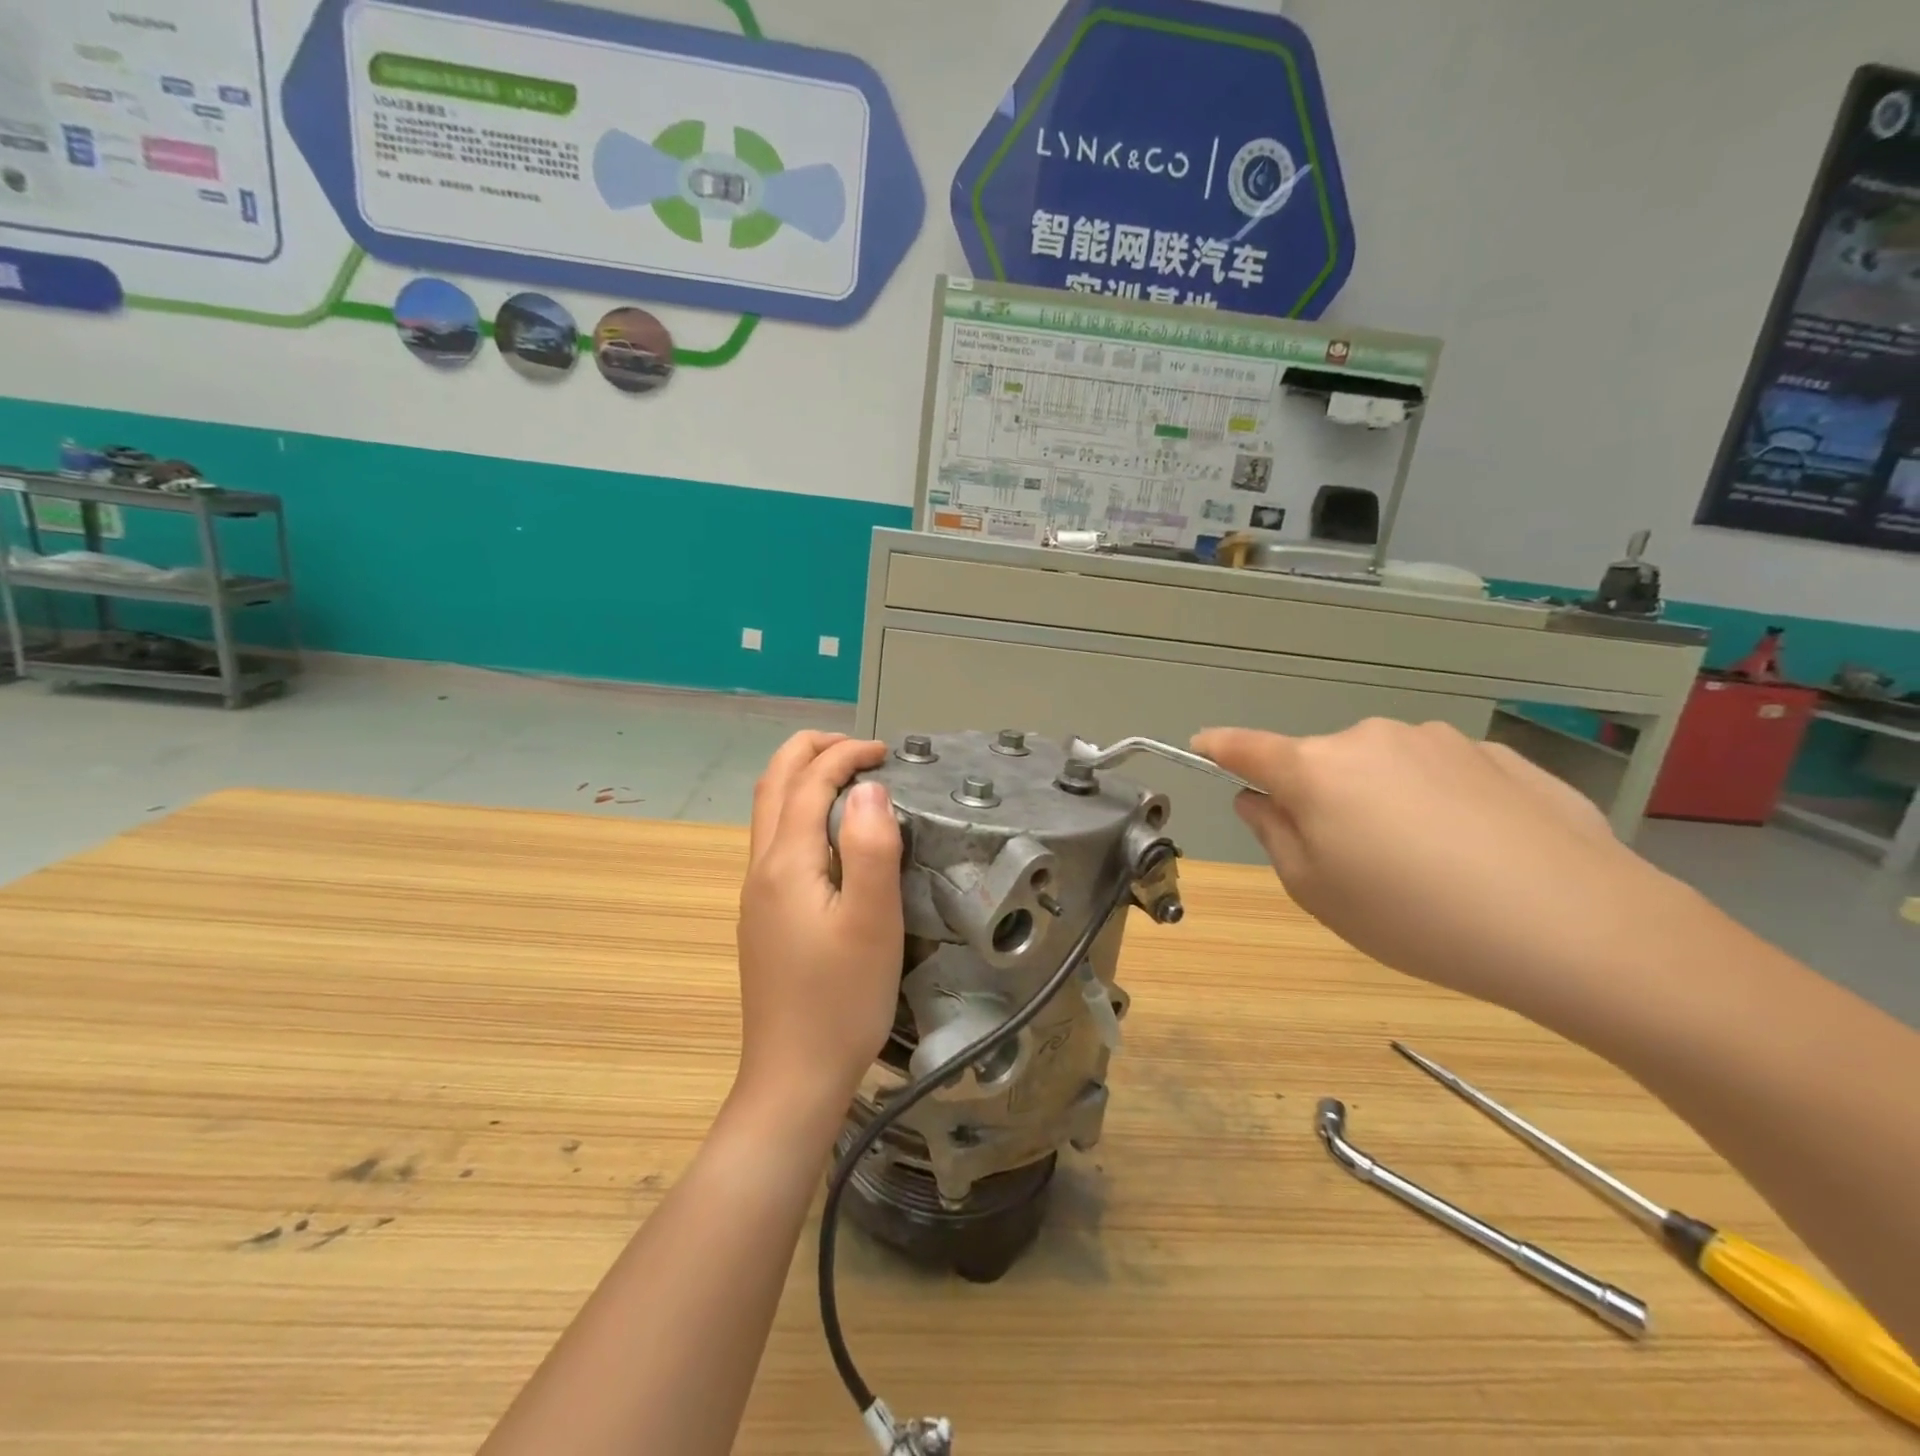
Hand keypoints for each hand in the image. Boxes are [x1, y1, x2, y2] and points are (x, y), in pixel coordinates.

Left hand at [734, 732, 903, 1128]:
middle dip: (811, 751)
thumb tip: (870, 788)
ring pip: (768, 812)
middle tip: (858, 749)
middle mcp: (761, 869)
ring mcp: (757, 895)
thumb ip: (873, 848)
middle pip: (773, 784)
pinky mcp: (764, 917)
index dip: (846, 755)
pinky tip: (832, 836)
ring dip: (802, 778)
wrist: (794, 1076)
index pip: (809, 782)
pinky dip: (800, 811)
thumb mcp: (873, 922)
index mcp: (786, 863)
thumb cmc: (842, 1000)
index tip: (886, 753)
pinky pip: (775, 841)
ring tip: (847, 779)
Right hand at [1194, 720, 1697, 1012]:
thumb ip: (1274, 835)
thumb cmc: (1416, 917)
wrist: (1578, 926)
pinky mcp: (1500, 755)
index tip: (1203, 745)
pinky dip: (1439, 805)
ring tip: (1429, 866)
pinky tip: (1479, 854)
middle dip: (1321, 800)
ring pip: (1385, 768)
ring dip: (1383, 802)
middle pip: (1323, 764)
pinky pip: (1442, 776)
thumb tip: (1260, 799)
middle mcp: (1371, 739)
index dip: (1219, 747)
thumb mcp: (1318, 893)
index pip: (1247, 748)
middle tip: (1351, 863)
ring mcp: (1440, 741)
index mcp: (1317, 770)